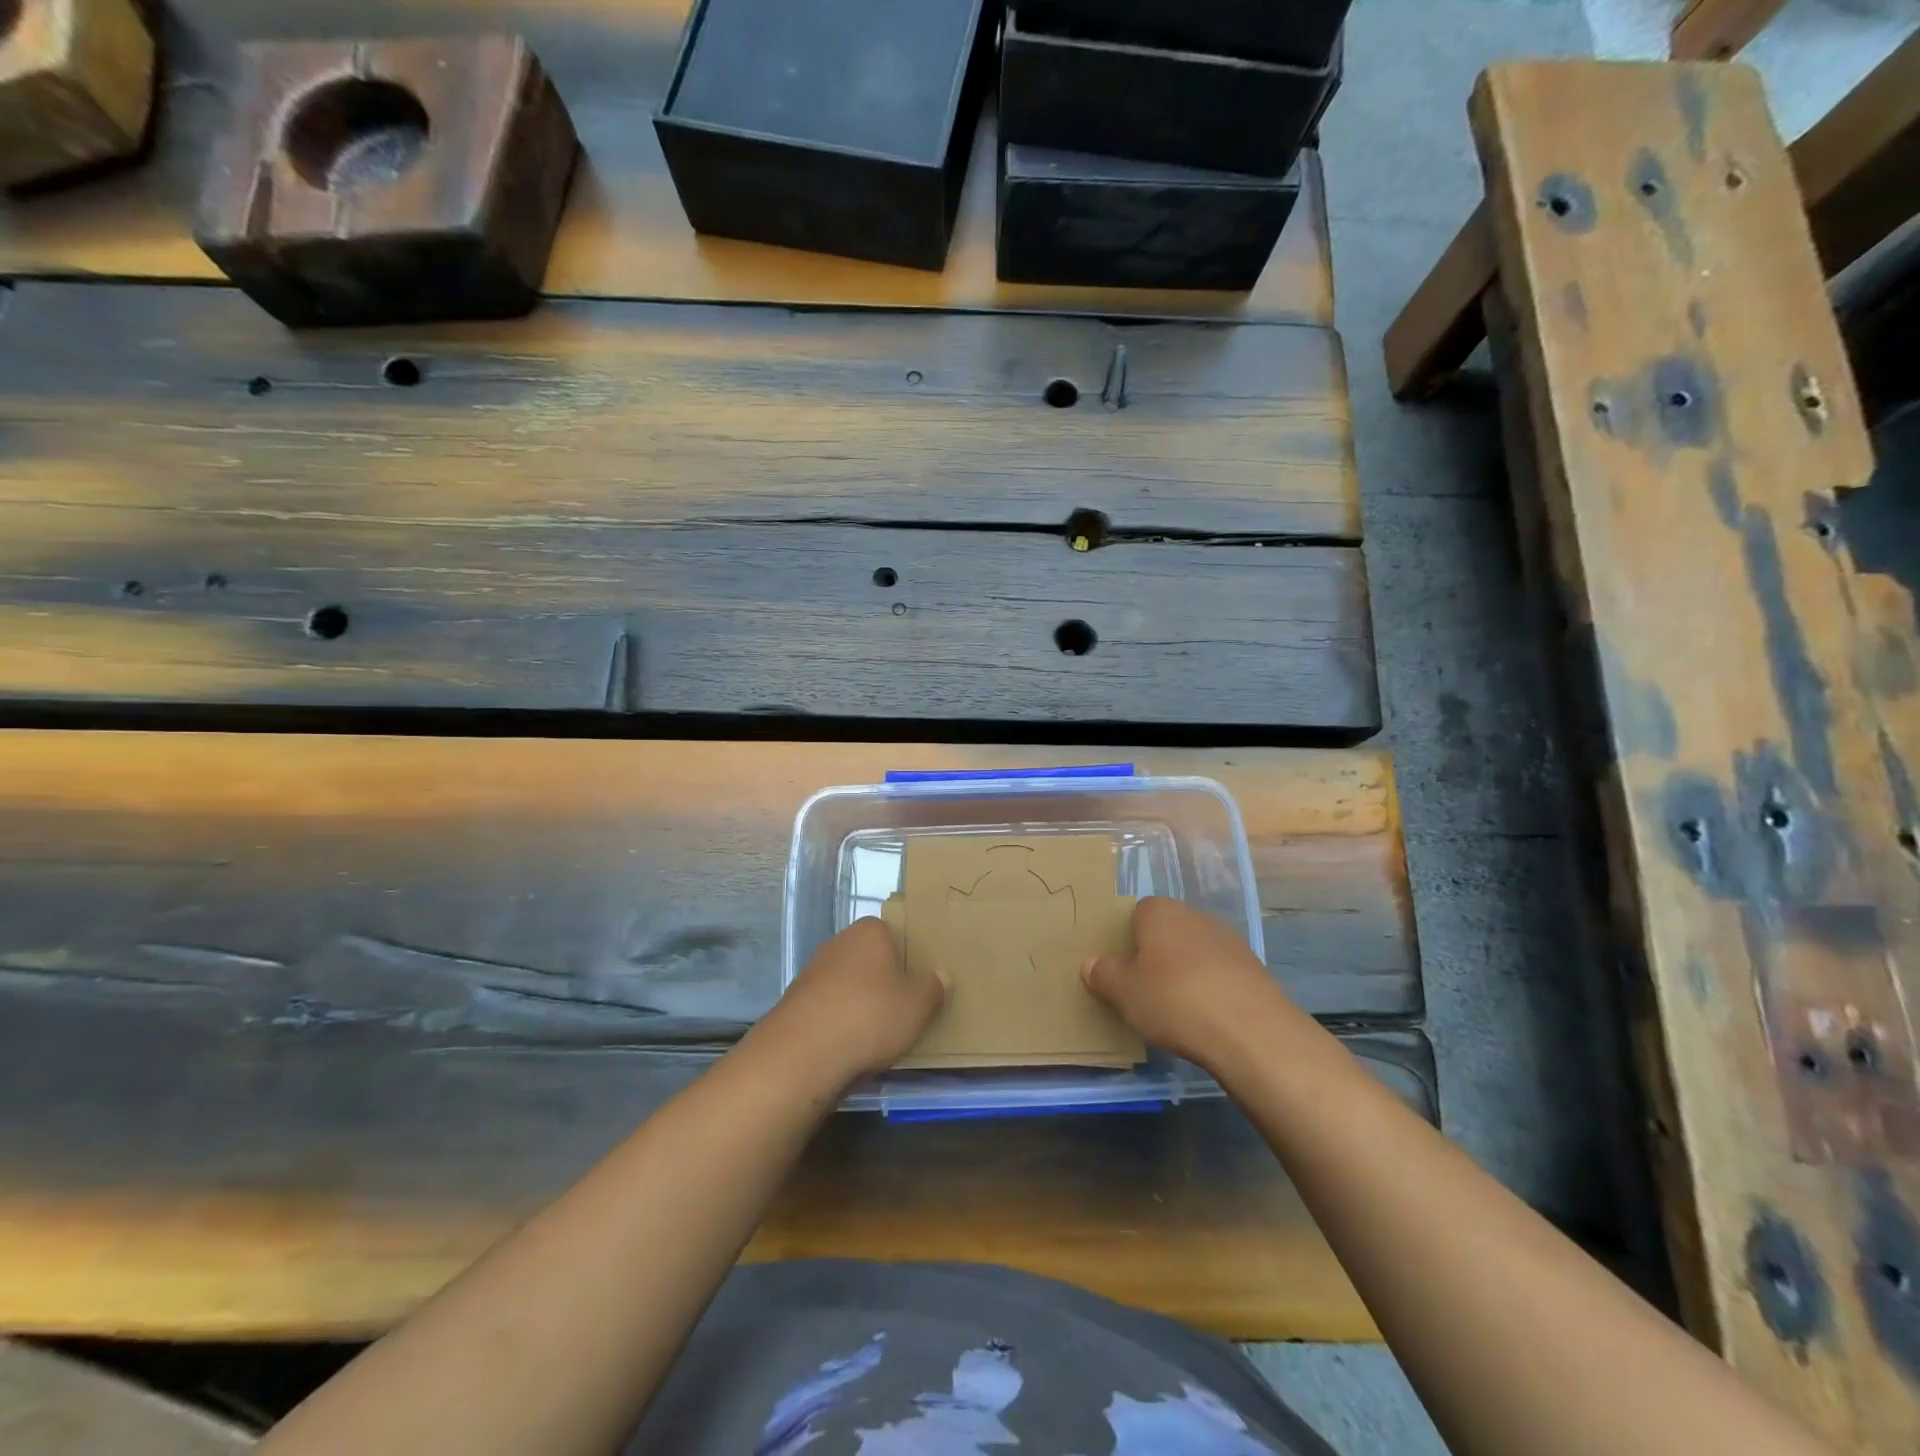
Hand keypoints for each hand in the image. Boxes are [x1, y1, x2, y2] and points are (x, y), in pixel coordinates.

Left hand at [757, 917, 945, 1086]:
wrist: (802, 1054)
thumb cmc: (870, 1016)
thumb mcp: (917, 1005)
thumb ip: (933, 987)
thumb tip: (942, 975)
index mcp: (869, 932)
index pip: (893, 933)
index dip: (907, 956)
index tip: (918, 982)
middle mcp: (838, 943)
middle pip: (869, 959)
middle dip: (883, 981)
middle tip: (903, 1008)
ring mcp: (812, 972)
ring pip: (847, 985)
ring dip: (859, 1004)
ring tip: (878, 1034)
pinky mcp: (795, 1004)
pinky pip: (828, 1009)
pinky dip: (839, 1023)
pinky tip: (849, 1047)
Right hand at [1082, 896, 1292, 1070]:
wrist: (1252, 1032)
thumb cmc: (1175, 1001)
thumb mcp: (1125, 993)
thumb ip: (1104, 975)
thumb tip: (1090, 962)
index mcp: (1160, 912)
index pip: (1136, 912)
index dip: (1127, 939)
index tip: (1122, 969)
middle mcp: (1195, 915)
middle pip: (1167, 930)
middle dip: (1156, 955)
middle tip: (1143, 989)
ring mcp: (1228, 940)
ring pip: (1194, 951)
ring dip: (1185, 972)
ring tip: (1175, 1009)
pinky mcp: (1253, 968)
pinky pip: (1219, 973)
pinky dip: (1211, 989)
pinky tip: (1206, 1017)